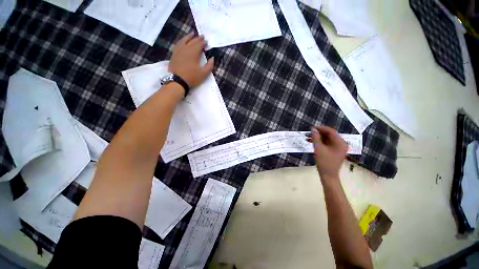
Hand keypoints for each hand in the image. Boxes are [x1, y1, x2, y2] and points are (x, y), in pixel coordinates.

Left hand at [168, 33, 214, 88]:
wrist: (177, 81)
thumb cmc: (192, 77)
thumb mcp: (204, 73)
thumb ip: (209, 65)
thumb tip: (212, 58)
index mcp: (193, 52)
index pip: (199, 44)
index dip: (203, 42)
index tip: (206, 42)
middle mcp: (186, 48)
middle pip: (192, 41)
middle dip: (197, 38)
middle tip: (201, 36)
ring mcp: (178, 50)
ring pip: (184, 40)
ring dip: (189, 37)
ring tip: (192, 34)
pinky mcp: (174, 54)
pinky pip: (178, 44)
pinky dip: (181, 41)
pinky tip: (183, 41)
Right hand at [310, 126, 346, 181]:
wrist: (328, 175)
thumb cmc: (324, 162)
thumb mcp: (318, 148)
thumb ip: (315, 138)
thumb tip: (313, 129)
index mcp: (339, 142)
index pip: (330, 131)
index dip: (320, 128)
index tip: (311, 128)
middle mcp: (341, 144)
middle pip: (329, 135)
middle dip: (318, 133)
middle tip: (308, 133)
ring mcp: (338, 148)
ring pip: (327, 139)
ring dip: (317, 138)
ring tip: (307, 138)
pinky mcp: (334, 151)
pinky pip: (327, 144)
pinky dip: (319, 143)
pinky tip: (312, 143)